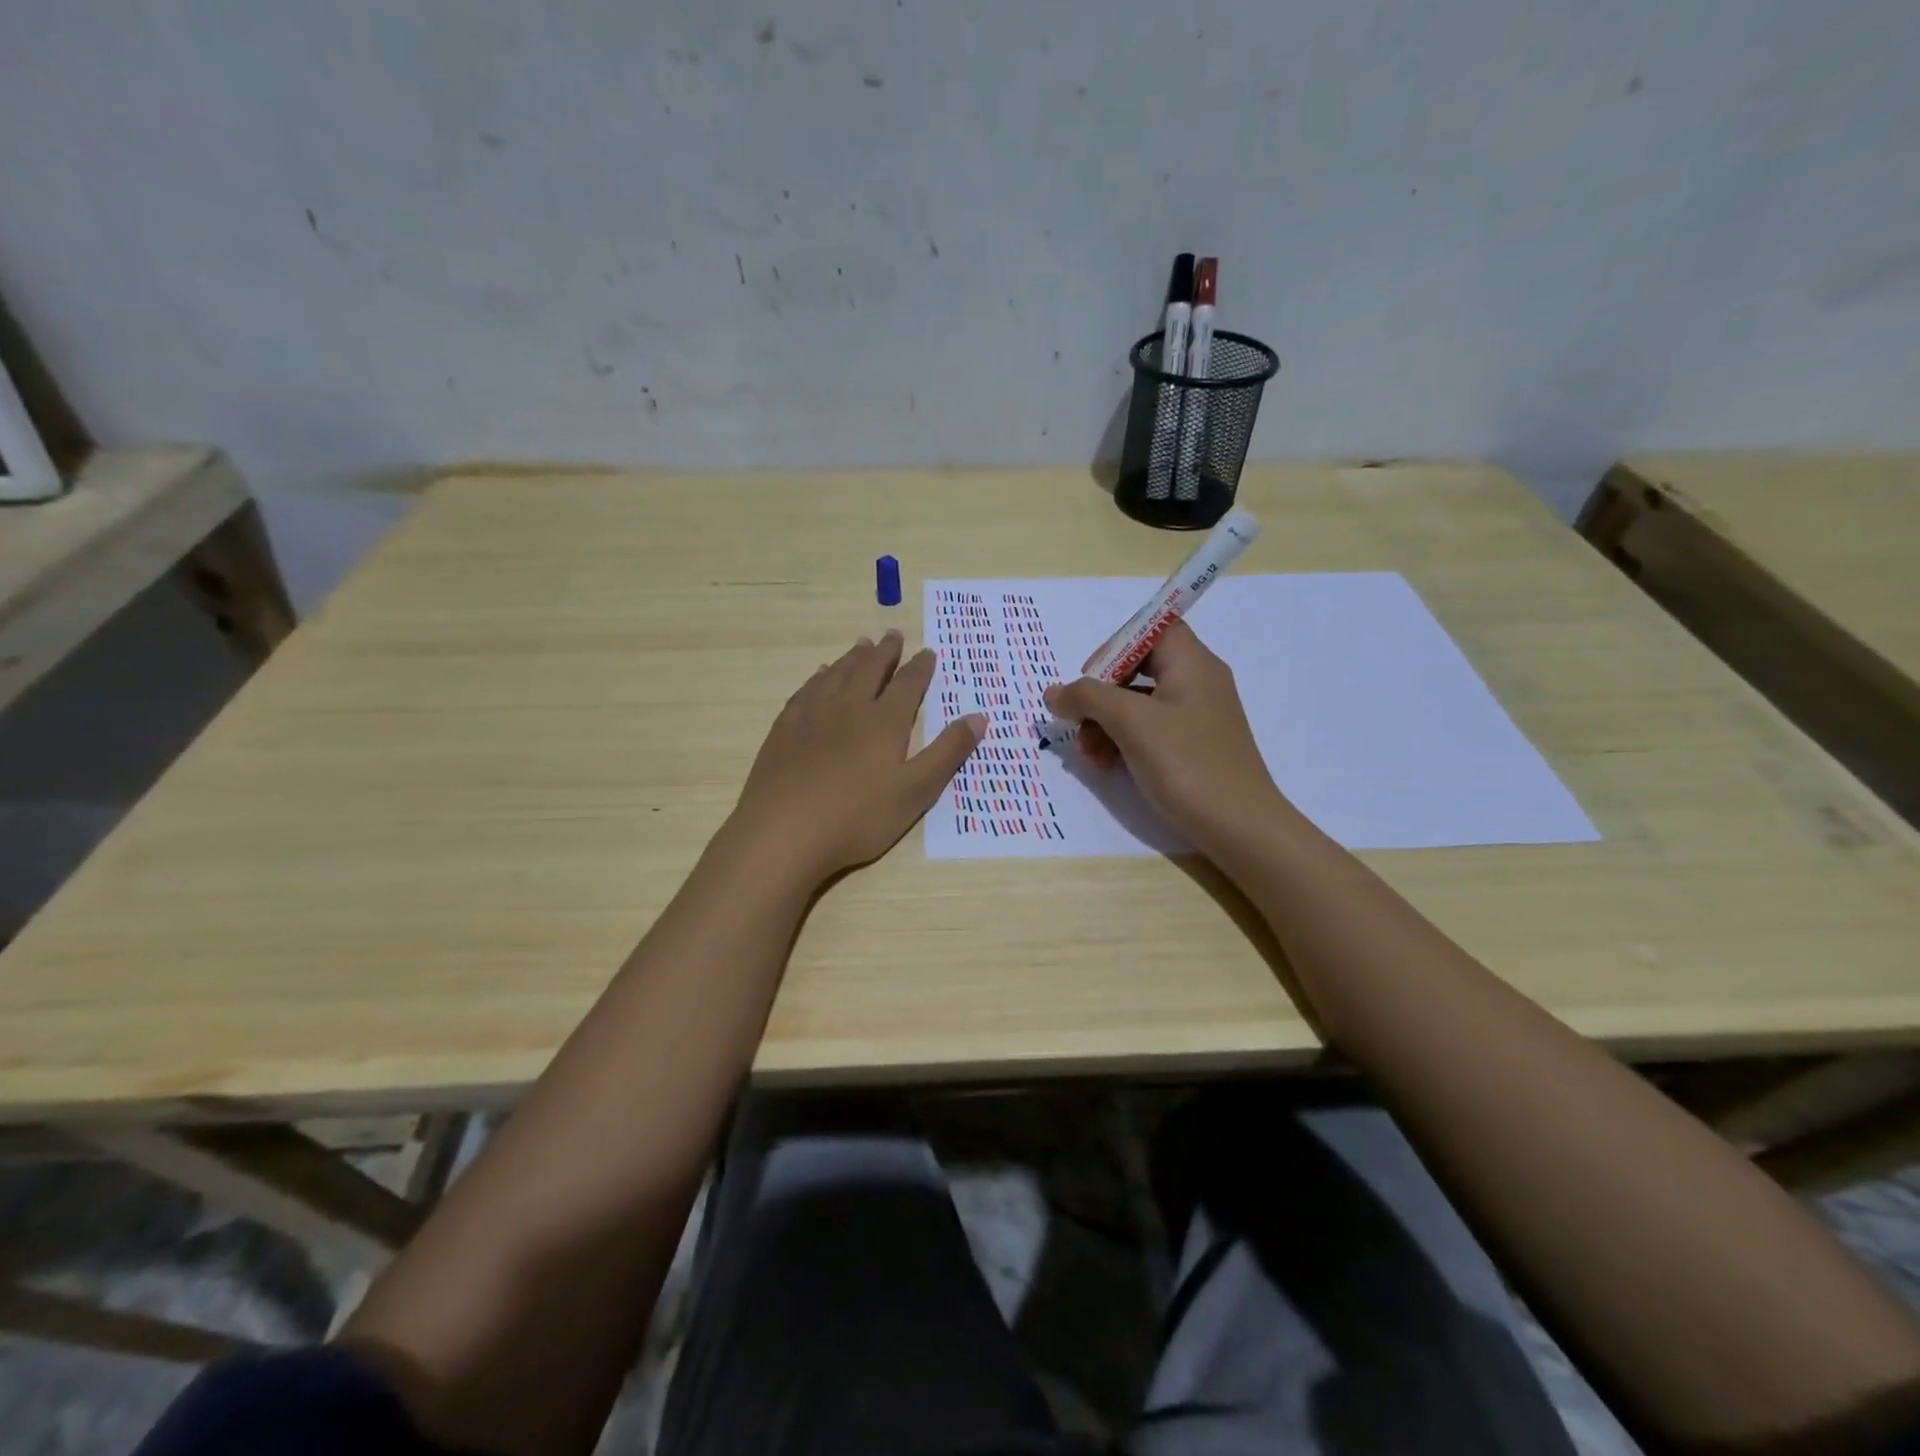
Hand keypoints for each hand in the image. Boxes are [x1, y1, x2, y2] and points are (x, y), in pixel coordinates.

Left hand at [727, 630, 985, 883]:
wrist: (784, 832)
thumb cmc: (858, 817)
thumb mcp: (916, 791)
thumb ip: (947, 753)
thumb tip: (979, 716)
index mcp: (884, 721)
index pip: (908, 684)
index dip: (920, 667)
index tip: (928, 652)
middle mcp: (849, 707)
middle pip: (870, 669)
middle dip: (886, 652)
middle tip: (893, 635)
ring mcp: (812, 715)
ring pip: (837, 674)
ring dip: (853, 657)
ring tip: (862, 645)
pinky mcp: (785, 728)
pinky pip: (806, 690)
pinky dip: (819, 676)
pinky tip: (820, 676)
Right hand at [1044, 619, 1287, 848]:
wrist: (1240, 827)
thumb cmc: (1187, 763)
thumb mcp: (1131, 723)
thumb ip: (1088, 697)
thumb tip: (1054, 692)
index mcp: (1192, 663)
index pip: (1149, 630)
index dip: (1114, 647)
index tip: (1088, 679)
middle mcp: (1197, 682)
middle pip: (1137, 668)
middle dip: (1100, 696)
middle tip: (1078, 723)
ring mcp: (1197, 716)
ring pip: (1138, 704)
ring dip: (1105, 724)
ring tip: (1090, 758)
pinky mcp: (1194, 746)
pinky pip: (1150, 730)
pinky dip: (1124, 742)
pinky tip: (1108, 766)